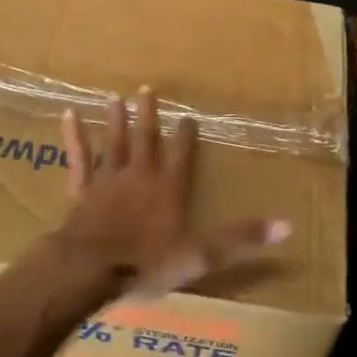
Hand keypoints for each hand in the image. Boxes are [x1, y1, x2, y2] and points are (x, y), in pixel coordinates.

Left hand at [52, 88, 290, 300]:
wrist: (90, 267)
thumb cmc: (146, 262)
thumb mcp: (200, 255)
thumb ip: (240, 238)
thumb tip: (286, 226)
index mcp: (168, 187)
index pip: (182, 153)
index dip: (186, 134)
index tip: (188, 115)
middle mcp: (139, 174)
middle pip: (145, 138)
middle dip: (148, 114)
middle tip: (147, 88)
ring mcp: (107, 179)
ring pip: (113, 141)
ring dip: (116, 119)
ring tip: (115, 96)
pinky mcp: (81, 189)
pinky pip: (78, 157)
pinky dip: (74, 135)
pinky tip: (69, 114)